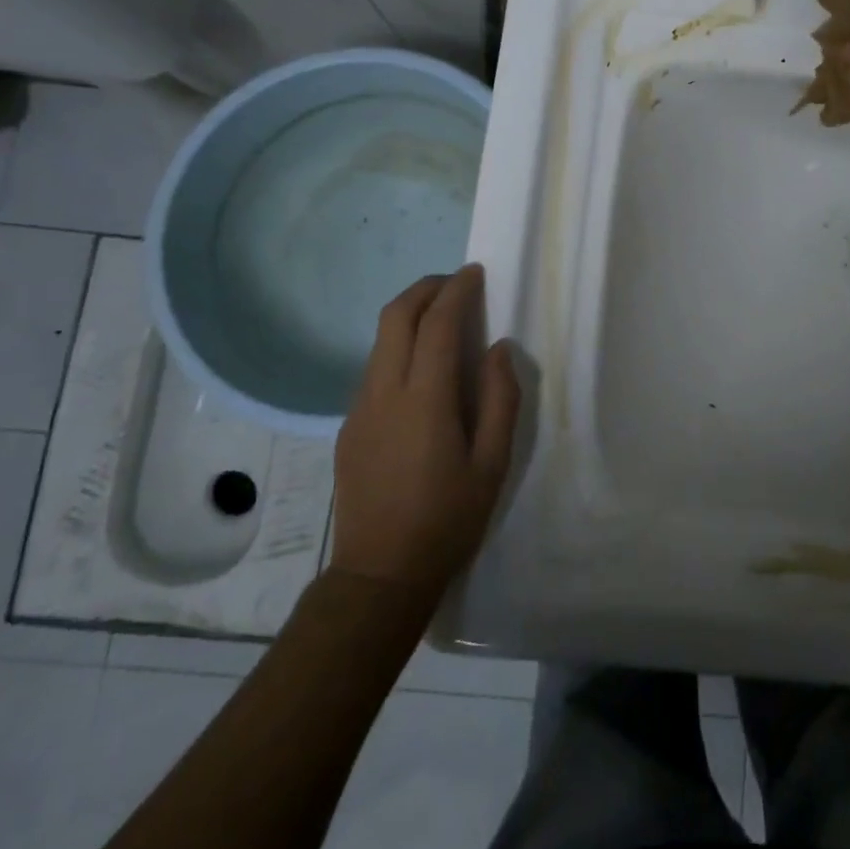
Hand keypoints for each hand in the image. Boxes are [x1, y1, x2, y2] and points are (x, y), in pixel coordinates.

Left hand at [331, 265, 519, 592]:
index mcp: (424, 400)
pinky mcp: (348, 426)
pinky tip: (423, 370)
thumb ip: (501, 399)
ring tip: (444, 320)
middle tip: (456, 284)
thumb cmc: (447, 520)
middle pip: (395, 317)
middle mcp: (384, 393)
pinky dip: (400, 347)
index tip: (475, 273)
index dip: (457, 291)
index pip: (438, 324)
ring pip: (380, 341)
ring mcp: (359, 409)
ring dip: (410, 315)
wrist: (379, 576)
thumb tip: (499, 349)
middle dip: (426, 288)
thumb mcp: (492, 463)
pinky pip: (374, 368)